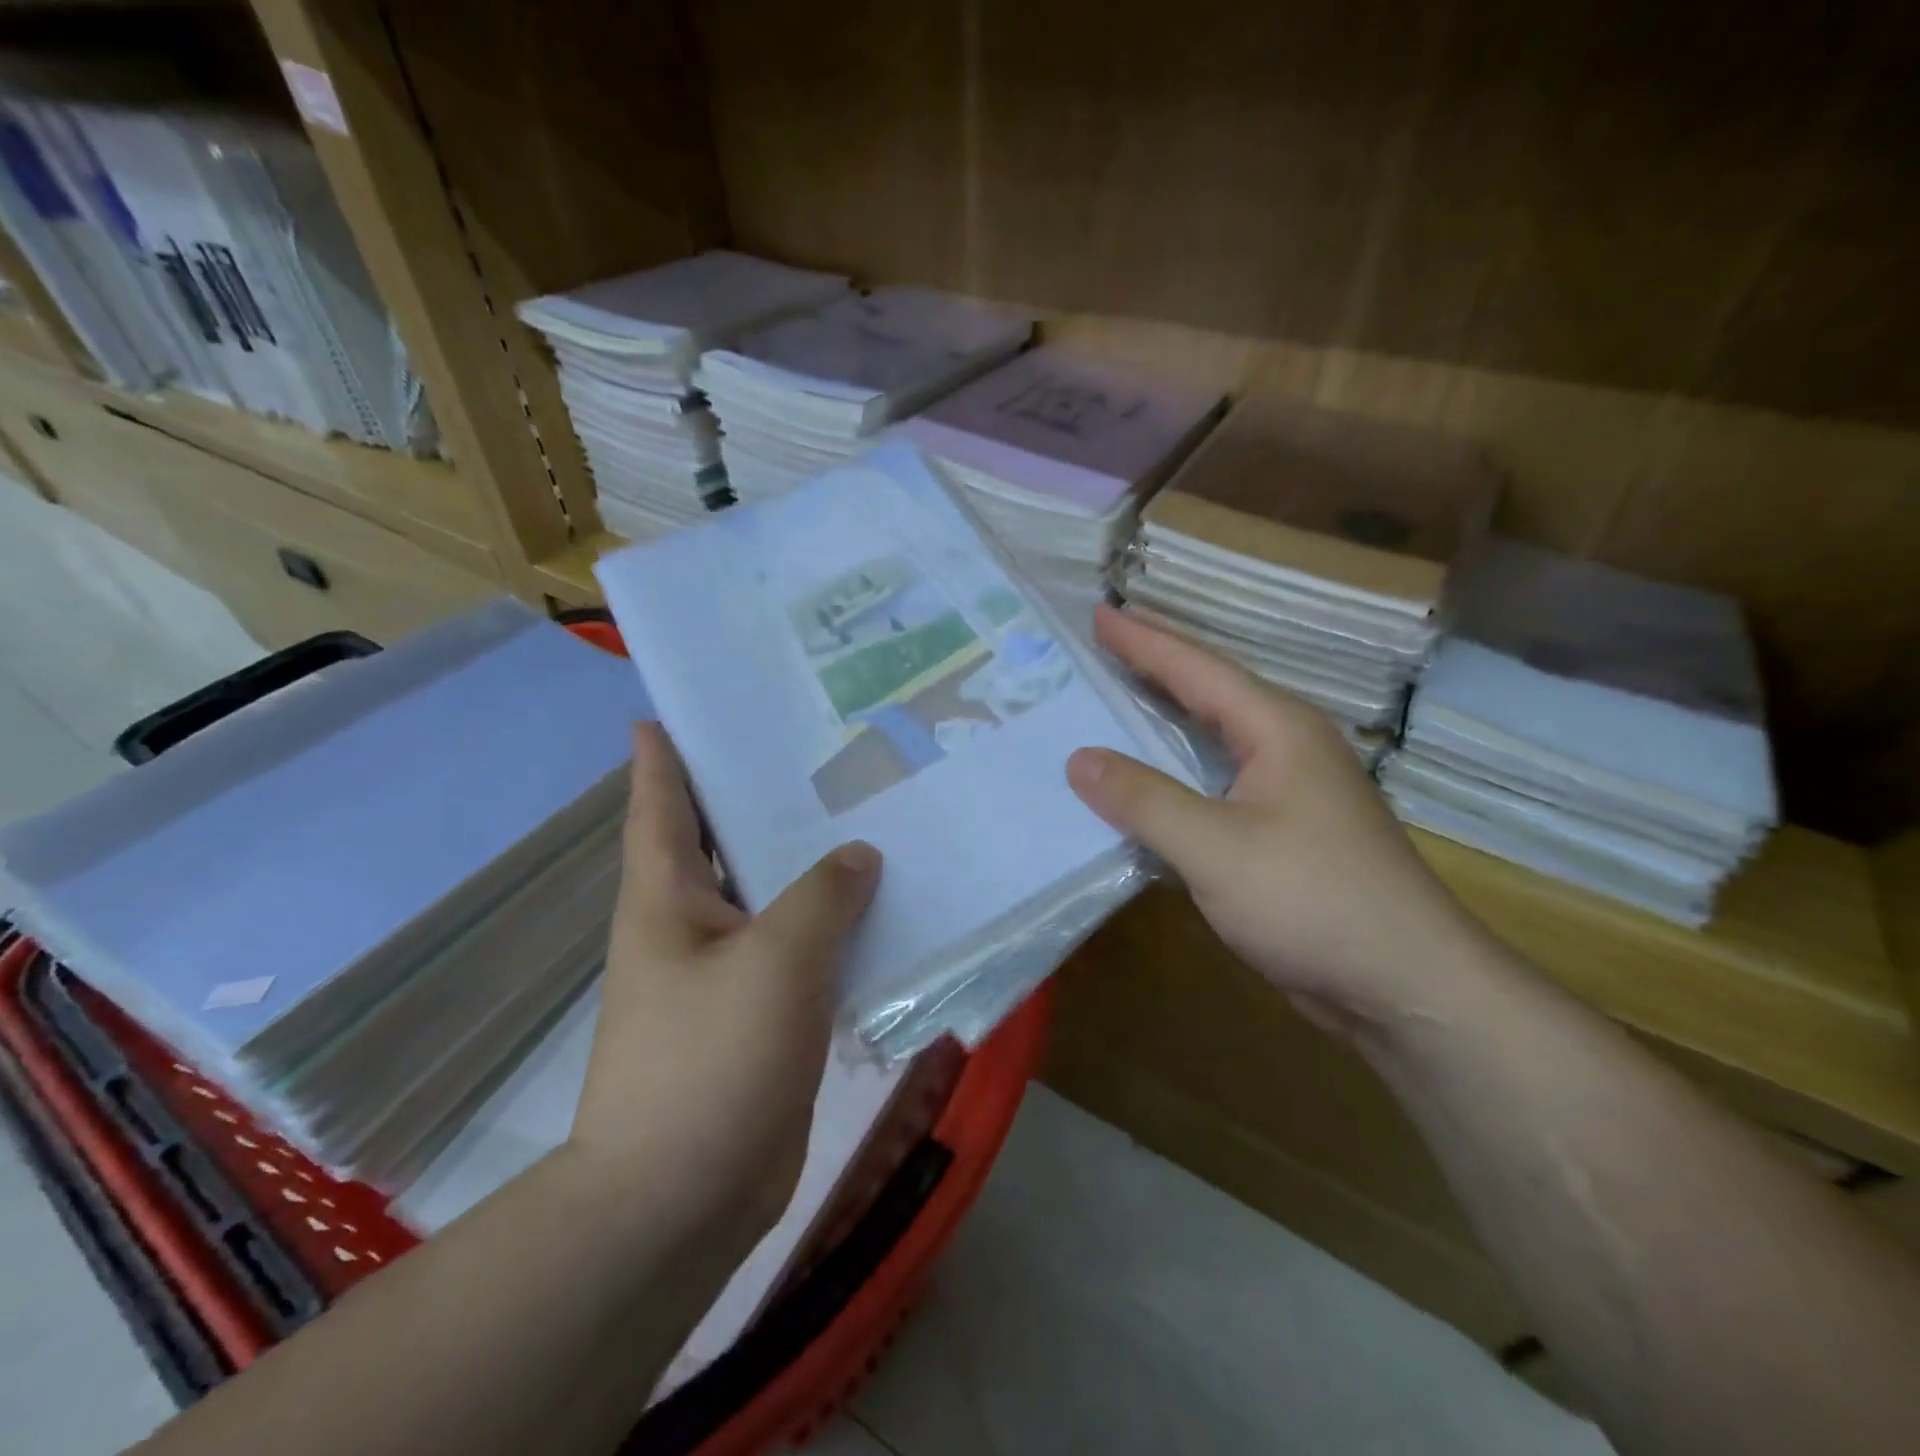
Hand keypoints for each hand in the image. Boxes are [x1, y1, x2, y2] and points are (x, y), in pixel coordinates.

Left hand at [569, 723, 880, 1244]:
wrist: (682, 1198)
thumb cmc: (710, 1061)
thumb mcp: (775, 961)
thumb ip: (824, 897)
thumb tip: (859, 856)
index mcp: (666, 896)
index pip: (660, 801)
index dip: (667, 752)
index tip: (681, 706)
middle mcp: (690, 922)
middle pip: (725, 839)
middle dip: (760, 795)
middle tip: (817, 747)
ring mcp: (726, 970)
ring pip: (772, 894)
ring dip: (808, 862)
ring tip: (863, 813)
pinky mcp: (760, 1012)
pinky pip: (800, 948)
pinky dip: (832, 923)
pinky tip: (879, 904)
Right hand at [1067, 605, 1501, 1034]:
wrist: (1407, 986)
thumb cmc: (1314, 901)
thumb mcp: (1216, 848)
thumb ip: (1145, 799)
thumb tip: (1079, 759)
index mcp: (1278, 730)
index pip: (1199, 669)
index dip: (1145, 642)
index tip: (1098, 614)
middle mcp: (1287, 749)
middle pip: (1208, 697)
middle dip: (1152, 673)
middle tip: (1095, 654)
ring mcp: (1289, 794)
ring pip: (1211, 746)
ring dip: (1161, 728)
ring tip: (1108, 711)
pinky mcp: (1283, 836)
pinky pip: (1215, 790)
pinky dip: (1174, 782)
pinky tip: (1142, 794)